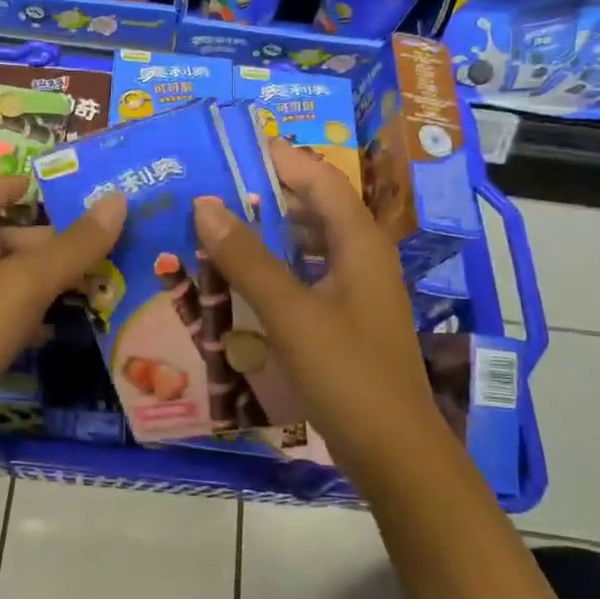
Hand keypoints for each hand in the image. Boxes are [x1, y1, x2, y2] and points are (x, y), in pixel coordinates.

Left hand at [0, 177, 125, 485]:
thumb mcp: (22, 285)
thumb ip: (70, 247)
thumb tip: (117, 200)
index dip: (11, 186)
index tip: (56, 189)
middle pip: (14, 242)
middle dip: (60, 240)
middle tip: (115, 246)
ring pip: (21, 285)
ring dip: (61, 281)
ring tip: (113, 283)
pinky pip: (20, 324)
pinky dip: (49, 321)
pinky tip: (81, 329)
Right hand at [192, 138, 461, 486]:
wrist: (394, 453)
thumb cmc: (347, 374)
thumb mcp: (291, 313)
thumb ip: (248, 259)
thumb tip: (205, 205)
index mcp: (359, 244)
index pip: (320, 179)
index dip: (281, 157)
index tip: (233, 146)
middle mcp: (361, 259)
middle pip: (314, 208)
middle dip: (267, 192)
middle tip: (212, 186)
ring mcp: (354, 292)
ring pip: (308, 245)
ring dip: (267, 231)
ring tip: (216, 226)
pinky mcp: (343, 321)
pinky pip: (304, 278)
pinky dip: (273, 269)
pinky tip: (239, 280)